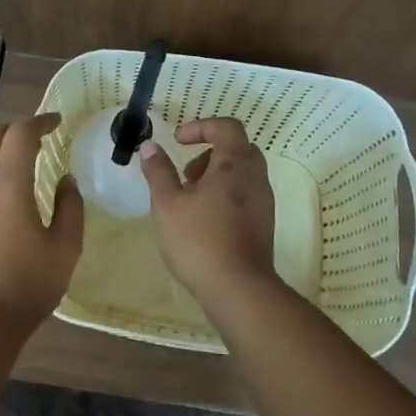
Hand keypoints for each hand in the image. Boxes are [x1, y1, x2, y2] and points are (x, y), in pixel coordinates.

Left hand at [0, 112, 83, 329]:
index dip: (40, 121)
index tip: (58, 122)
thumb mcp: (65, 246)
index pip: (20, 134)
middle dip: (15, 127)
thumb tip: (66, 180)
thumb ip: (70, 207)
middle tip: (40, 136)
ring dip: (0, 149)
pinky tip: (9, 192)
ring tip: (26, 161)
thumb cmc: (28, 282)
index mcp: (8, 183)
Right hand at [139, 118, 276, 296]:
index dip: (200, 127)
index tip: (177, 141)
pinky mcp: (264, 223)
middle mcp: (255, 176)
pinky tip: (203, 220)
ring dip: (216, 176)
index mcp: (234, 163)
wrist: (238, 288)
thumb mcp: (167, 203)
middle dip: (208, 153)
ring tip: (189, 200)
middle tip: (185, 174)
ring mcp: (264, 201)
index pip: (226, 127)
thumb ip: (158, 171)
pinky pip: (246, 194)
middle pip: (237, 148)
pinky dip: (225, 194)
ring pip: (242, 173)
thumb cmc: (198, 239)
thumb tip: (151, 146)